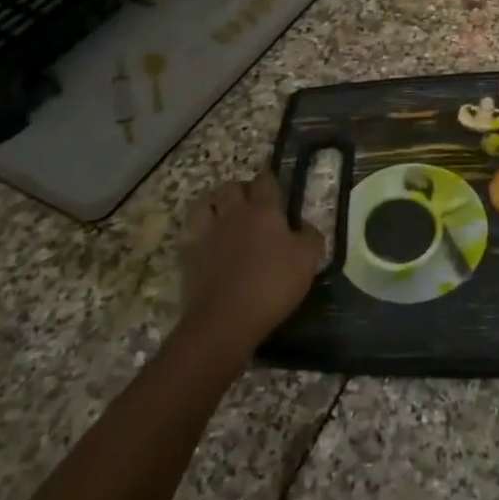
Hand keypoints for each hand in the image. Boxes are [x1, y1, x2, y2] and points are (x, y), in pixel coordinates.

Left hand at [178, 172, 324, 358]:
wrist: (224, 320)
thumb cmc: (272, 285)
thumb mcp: (308, 261)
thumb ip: (310, 236)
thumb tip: (305, 225)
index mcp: (264, 210)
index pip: (265, 181)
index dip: (270, 180)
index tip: (275, 187)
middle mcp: (233, 213)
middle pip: (231, 186)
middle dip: (241, 189)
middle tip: (252, 204)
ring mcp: (207, 232)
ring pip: (204, 203)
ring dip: (214, 204)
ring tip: (223, 216)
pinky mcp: (188, 253)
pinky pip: (190, 230)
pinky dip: (198, 230)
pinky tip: (206, 240)